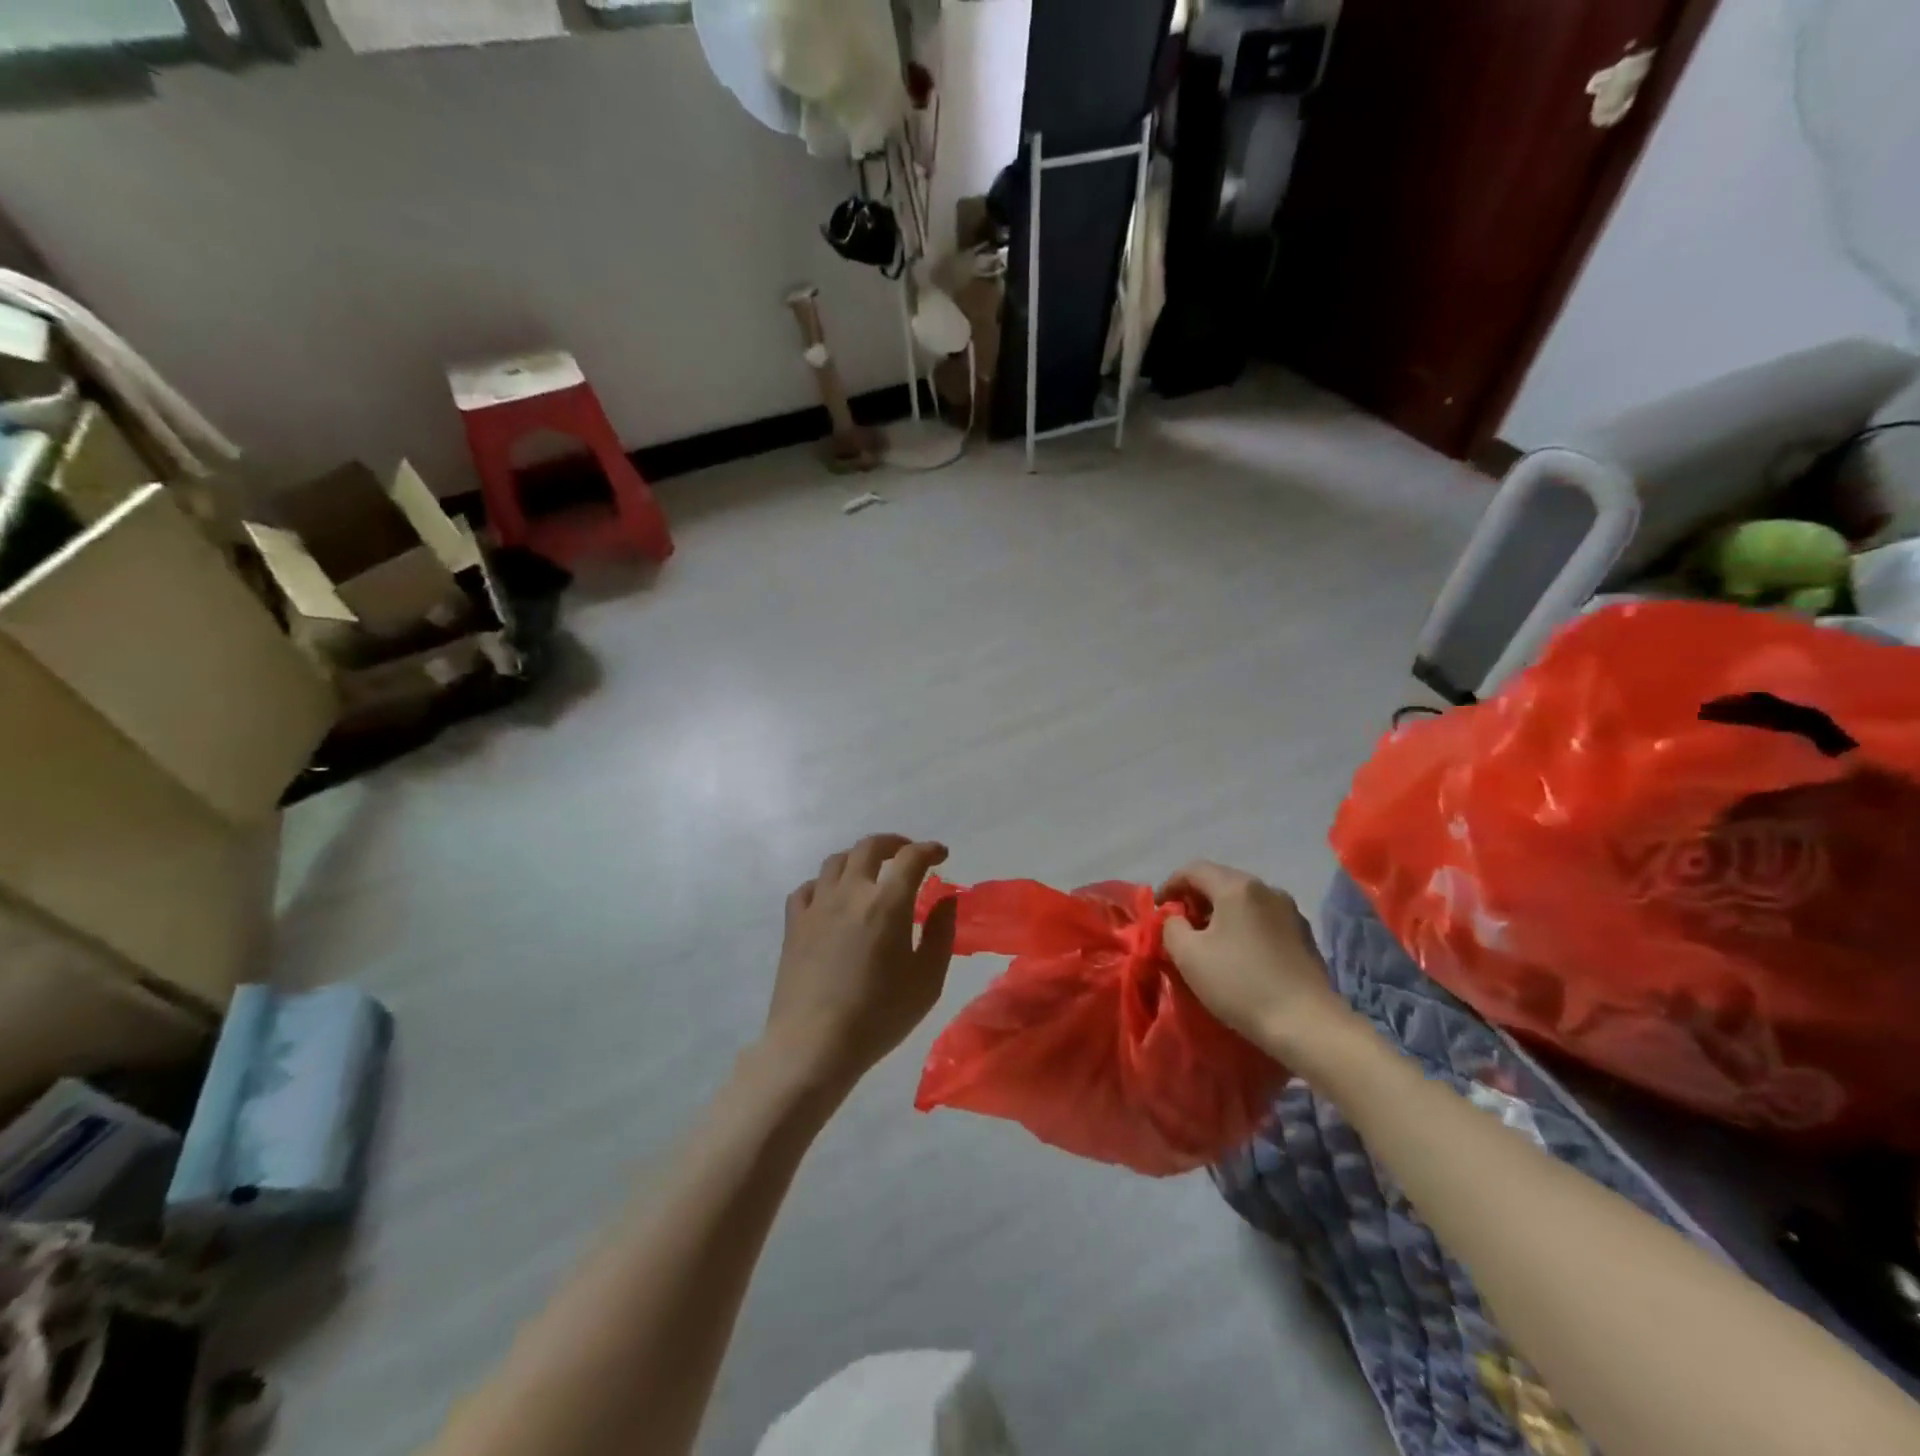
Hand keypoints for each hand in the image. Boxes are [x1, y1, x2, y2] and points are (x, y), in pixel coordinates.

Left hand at [764, 835, 959, 1089]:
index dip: (929, 850)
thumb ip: (941, 933)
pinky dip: (825, 883)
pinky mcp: (794, 924)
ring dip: (859, 858)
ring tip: (871, 871)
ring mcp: (817, 906)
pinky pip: (808, 888)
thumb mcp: (927, 980)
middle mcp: (851, 892)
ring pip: (836, 861)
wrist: (814, 1044)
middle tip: (908, 854)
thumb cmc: (879, 1015)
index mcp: (887, 903)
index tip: (941, 855)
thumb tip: (946, 899)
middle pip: (869, 847)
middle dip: (894, 843)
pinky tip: (832, 898)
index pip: (911, 858)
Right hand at [1159, 861, 1347, 1057]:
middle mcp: (1266, 889)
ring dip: (1220, 914)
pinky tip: (1239, 954)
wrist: (1306, 1023)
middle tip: (1180, 927)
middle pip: (1221, 881)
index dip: (1170, 885)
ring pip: (1243, 901)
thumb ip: (1171, 927)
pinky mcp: (1304, 935)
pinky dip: (1243, 927)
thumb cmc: (1239, 983)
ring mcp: (1290, 911)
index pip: (1193, 870)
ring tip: (1208, 942)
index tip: (1158, 911)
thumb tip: (1177, 919)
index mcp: (1237, 887)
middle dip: (1195, 899)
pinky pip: (1263, 919)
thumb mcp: (1188, 955)